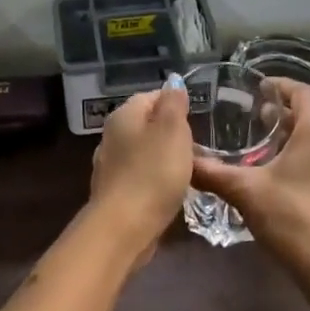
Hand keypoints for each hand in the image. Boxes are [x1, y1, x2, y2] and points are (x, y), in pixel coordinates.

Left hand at [83, 87, 194, 266]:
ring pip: (145, 152)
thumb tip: (173, 82)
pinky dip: (156, 179)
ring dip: (166, 159)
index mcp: (124, 115)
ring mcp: (110, 165)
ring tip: (190, 172)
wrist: (124, 228)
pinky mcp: (115, 192)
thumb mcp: (172, 131)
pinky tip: (171, 191)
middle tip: (198, 149)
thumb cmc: (153, 173)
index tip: (198, 121)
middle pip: (148, 125)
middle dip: (173, 134)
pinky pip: (141, 176)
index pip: (152, 96)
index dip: (176, 105)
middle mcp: (112, 135)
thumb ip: (173, 103)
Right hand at [192, 80, 309, 288]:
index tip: (259, 88)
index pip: (301, 92)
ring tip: (269, 153)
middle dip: (284, 118)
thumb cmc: (290, 218)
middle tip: (256, 123)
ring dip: (297, 142)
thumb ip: (212, 172)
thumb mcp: (244, 191)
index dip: (279, 86)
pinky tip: (290, 183)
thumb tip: (184, 160)